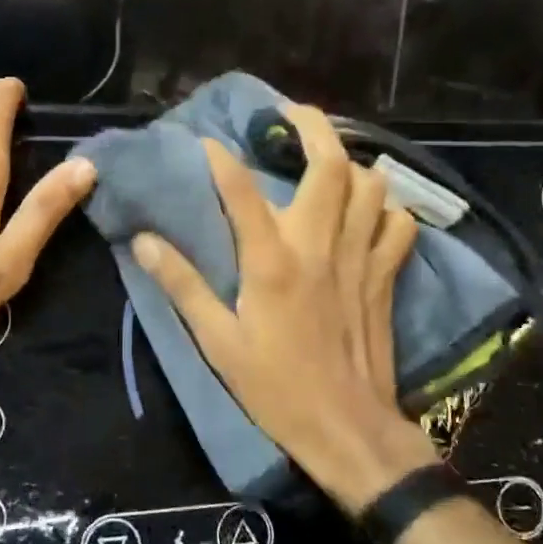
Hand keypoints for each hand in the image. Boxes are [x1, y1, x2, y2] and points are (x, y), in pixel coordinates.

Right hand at [130, 104, 439, 513]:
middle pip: (329, 166)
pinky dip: (385, 207)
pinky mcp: (385, 276)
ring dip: (350, 163)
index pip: (243, 191)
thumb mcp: (218, 342)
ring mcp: (360, 258)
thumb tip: (143, 242)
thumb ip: (183, 286)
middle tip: (288, 115)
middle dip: (311, 126)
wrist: (347, 429)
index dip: (222, 159)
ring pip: (371, 185)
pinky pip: (398, 224)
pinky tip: (367, 210)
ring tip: (325, 160)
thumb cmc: (276, 388)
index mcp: (272, 262)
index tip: (206, 141)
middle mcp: (320, 247)